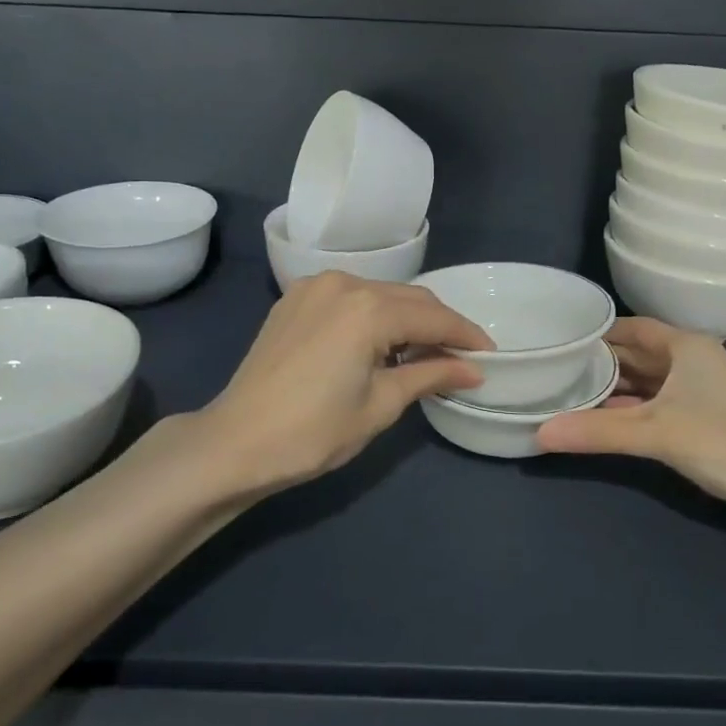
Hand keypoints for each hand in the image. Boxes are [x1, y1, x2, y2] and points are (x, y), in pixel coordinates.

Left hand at [200, 272, 491, 493]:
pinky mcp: (295, 298)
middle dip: (440, 326)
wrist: (235, 442)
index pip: (434, 318)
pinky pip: (351, 297)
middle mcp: (344, 283)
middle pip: (410, 299)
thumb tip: (473, 370)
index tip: (490, 356)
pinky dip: (375, 314)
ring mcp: (315, 286)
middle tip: (462, 358)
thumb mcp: (381, 405)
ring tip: (425, 353)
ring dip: (408, 318)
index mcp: (368, 308)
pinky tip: (381, 342)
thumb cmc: (313, 431)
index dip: (467, 337)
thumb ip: (430, 375)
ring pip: (381, 294)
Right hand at [536, 318, 725, 509]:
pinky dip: (629, 410)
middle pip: (635, 355)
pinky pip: (655, 404)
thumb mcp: (655, 432)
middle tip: (553, 371)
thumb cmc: (724, 440)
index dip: (595, 333)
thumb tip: (539, 432)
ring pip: (645, 382)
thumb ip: (597, 432)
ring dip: (612, 390)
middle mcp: (692, 360)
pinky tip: (602, 420)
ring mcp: (699, 390)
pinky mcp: (702, 418)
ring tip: (568, 394)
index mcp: (685, 346)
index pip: (629, 327)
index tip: (557, 341)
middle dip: (598, 363)